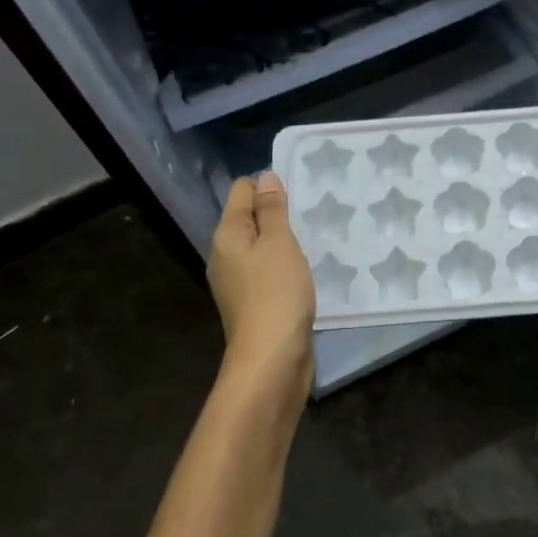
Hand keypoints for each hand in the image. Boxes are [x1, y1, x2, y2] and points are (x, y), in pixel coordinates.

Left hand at [208, 172, 314, 411]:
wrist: (272, 359)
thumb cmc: (276, 293)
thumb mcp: (278, 243)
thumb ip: (272, 209)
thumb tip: (265, 177)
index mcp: (226, 236)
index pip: (241, 191)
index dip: (267, 185)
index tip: (299, 190)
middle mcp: (225, 256)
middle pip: (248, 219)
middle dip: (276, 212)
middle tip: (310, 212)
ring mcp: (237, 282)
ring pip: (260, 247)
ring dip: (282, 241)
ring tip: (312, 238)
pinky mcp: (253, 303)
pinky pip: (268, 271)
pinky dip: (284, 265)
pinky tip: (305, 270)